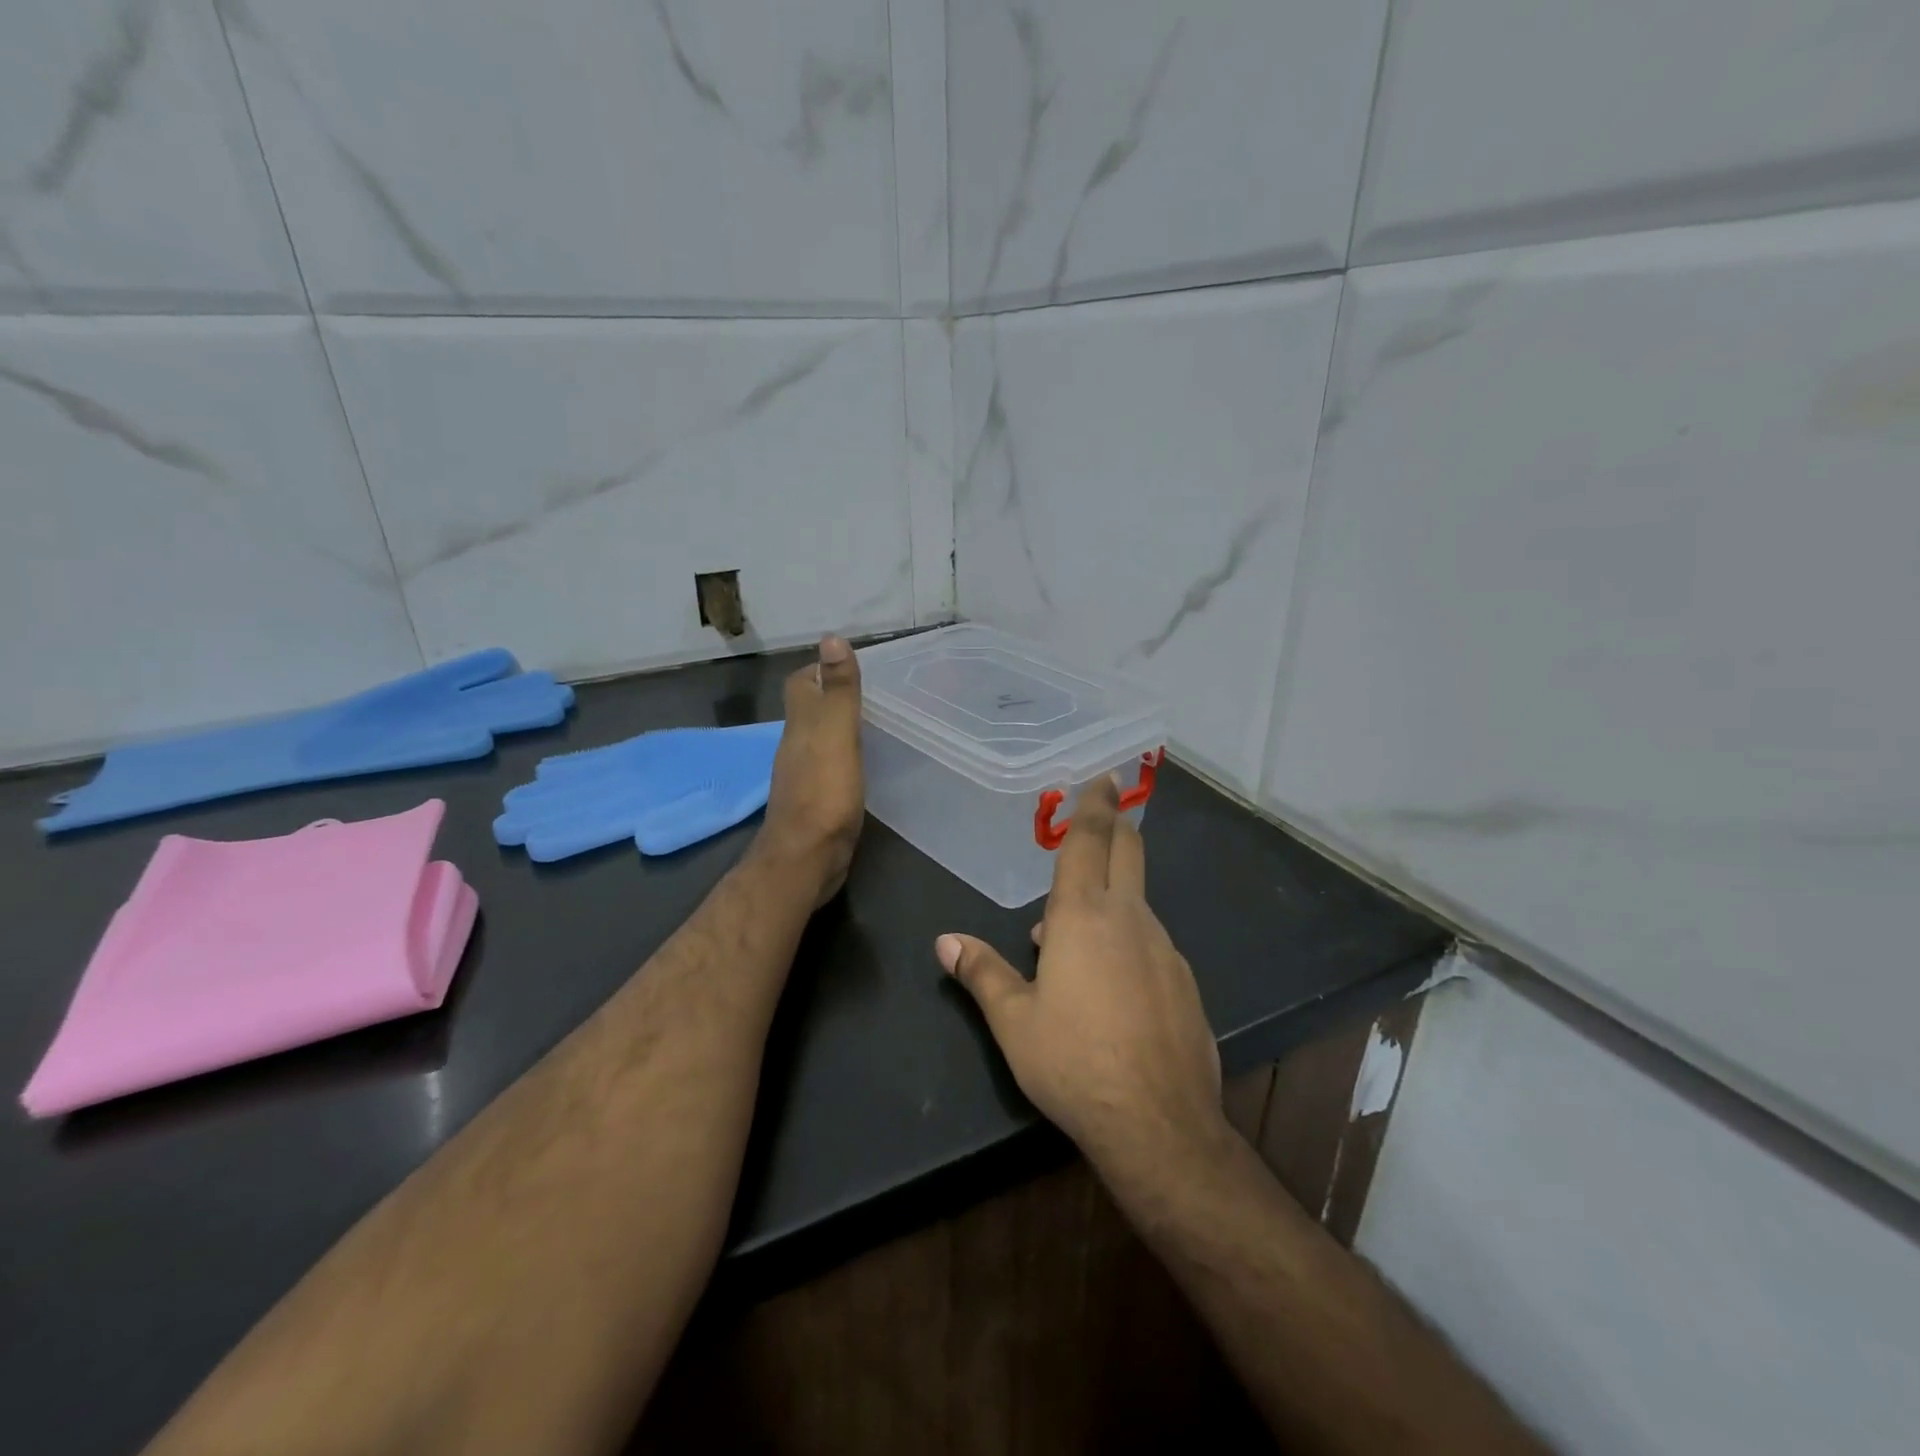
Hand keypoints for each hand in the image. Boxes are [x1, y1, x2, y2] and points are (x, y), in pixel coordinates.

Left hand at [755, 635, 865, 907]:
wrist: (806, 859)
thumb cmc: (823, 793)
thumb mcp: (835, 734)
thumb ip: (837, 690)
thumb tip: (831, 637)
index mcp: (800, 725)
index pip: (801, 684)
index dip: (820, 669)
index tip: (851, 665)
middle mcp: (796, 746)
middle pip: (810, 711)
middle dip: (835, 697)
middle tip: (875, 693)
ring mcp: (804, 776)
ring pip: (821, 740)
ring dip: (841, 728)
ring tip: (878, 723)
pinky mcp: (817, 802)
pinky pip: (831, 767)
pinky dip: (846, 757)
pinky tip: (868, 764)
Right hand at [936, 777, 1223, 1178]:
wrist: (1159, 1125)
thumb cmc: (1074, 1063)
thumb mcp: (1014, 1022)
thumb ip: (981, 973)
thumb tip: (946, 942)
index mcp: (1083, 915)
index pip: (1090, 842)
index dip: (1094, 806)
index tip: (1101, 779)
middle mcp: (1130, 919)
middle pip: (1129, 853)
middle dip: (1116, 828)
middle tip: (1103, 819)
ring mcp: (1165, 949)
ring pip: (1136, 904)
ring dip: (1110, 901)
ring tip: (1072, 939)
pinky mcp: (1185, 982)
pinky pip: (1151, 944)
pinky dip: (1128, 942)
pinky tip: (1111, 987)